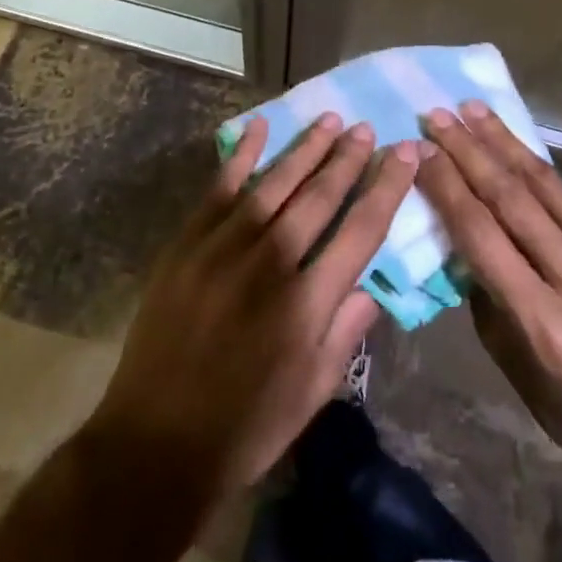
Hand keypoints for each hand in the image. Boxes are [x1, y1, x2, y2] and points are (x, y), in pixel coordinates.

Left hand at [83, 114, 422, 502]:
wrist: (155, 442)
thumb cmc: (245, 425)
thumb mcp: (313, 393)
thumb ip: (346, 332)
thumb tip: (373, 285)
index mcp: (307, 303)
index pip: (361, 230)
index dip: (386, 188)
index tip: (405, 154)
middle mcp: (271, 262)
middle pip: (320, 196)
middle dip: (348, 159)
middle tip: (367, 128)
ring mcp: (225, 246)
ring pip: (276, 183)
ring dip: (306, 148)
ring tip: (330, 120)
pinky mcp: (189, 242)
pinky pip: (220, 187)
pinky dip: (241, 154)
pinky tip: (259, 126)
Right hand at [418, 102, 561, 495]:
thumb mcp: (510, 358)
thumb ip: (485, 287)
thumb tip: (458, 222)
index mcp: (547, 324)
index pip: (482, 234)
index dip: (447, 186)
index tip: (420, 150)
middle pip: (513, 198)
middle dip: (469, 150)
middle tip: (439, 115)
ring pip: (550, 184)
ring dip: (505, 142)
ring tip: (475, 110)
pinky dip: (544, 179)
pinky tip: (519, 157)